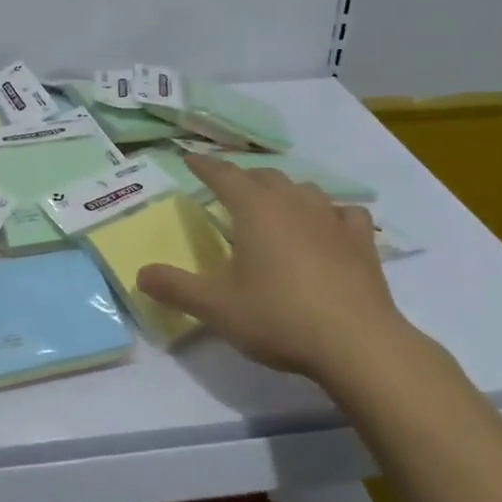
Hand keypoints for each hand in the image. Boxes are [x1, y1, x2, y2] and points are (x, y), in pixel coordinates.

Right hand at [136, 154, 410, 381]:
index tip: (189, 158)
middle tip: (228, 189)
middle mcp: (293, 202)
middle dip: (243, 178)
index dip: (204, 165)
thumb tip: (140, 274)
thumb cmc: (279, 317)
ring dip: (284, 192)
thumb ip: (175, 288)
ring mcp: (332, 218)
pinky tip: (329, 226)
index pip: (223, 175)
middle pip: (264, 176)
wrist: (356, 343)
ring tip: (274, 206)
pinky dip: (330, 214)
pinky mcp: (361, 240)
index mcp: (255, 209)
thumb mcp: (216, 307)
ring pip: (303, 189)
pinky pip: (344, 213)